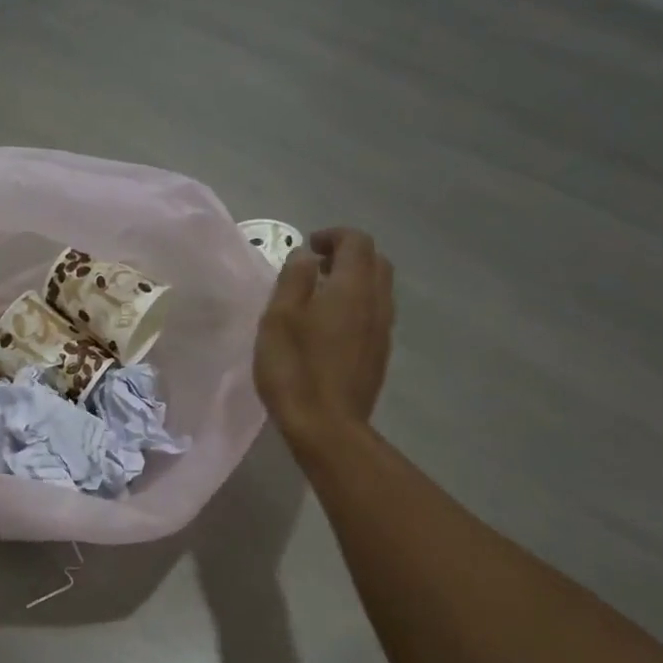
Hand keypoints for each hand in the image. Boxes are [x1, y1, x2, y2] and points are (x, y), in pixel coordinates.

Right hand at [253, 228, 393, 461]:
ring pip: (379, 289)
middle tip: (317, 267)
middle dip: (349, 255)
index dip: (334, 236)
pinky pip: (375, 315)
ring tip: (322, 296)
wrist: (327, 427)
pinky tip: (331, 327)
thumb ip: (294, 279)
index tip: (309, 246)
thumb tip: (306, 256)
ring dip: (355, 281)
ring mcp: (383, 331)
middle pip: (375, 262)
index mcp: (352, 287)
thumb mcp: (279, 318)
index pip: (356, 242)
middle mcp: (376, 302)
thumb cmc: (295, 369)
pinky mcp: (380, 356)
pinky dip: (358, 306)